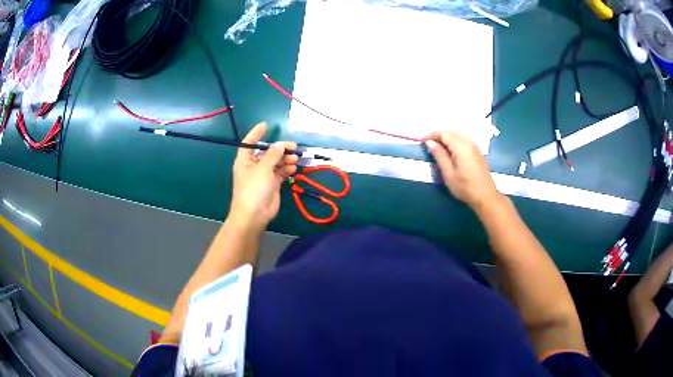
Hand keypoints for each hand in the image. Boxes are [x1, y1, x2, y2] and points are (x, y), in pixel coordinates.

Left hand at [230, 122, 297, 229]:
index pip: (249, 143)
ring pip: (276, 162)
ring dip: (286, 159)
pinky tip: (293, 167)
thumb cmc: (253, 189)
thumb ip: (273, 155)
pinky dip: (287, 169)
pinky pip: (281, 172)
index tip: (266, 125)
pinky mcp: (272, 184)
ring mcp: (264, 175)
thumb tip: (280, 144)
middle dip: (280, 149)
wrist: (254, 215)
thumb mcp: (262, 169)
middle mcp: (254, 166)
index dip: (256, 133)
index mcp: (245, 160)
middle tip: (293, 147)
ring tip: (296, 158)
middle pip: (267, 152)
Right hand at [424, 130, 501, 209]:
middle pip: (451, 131)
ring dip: (446, 137)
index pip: (444, 133)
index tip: (421, 141)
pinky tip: (449, 150)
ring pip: (457, 134)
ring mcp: (474, 146)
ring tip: (437, 146)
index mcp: (461, 147)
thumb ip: (439, 155)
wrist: (485, 196)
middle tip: (428, 144)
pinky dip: (453, 140)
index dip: (431, 135)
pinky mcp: (476, 151)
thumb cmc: (465, 187)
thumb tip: (430, 142)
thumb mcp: (448, 173)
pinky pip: (462, 139)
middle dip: (438, 134)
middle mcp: (468, 142)